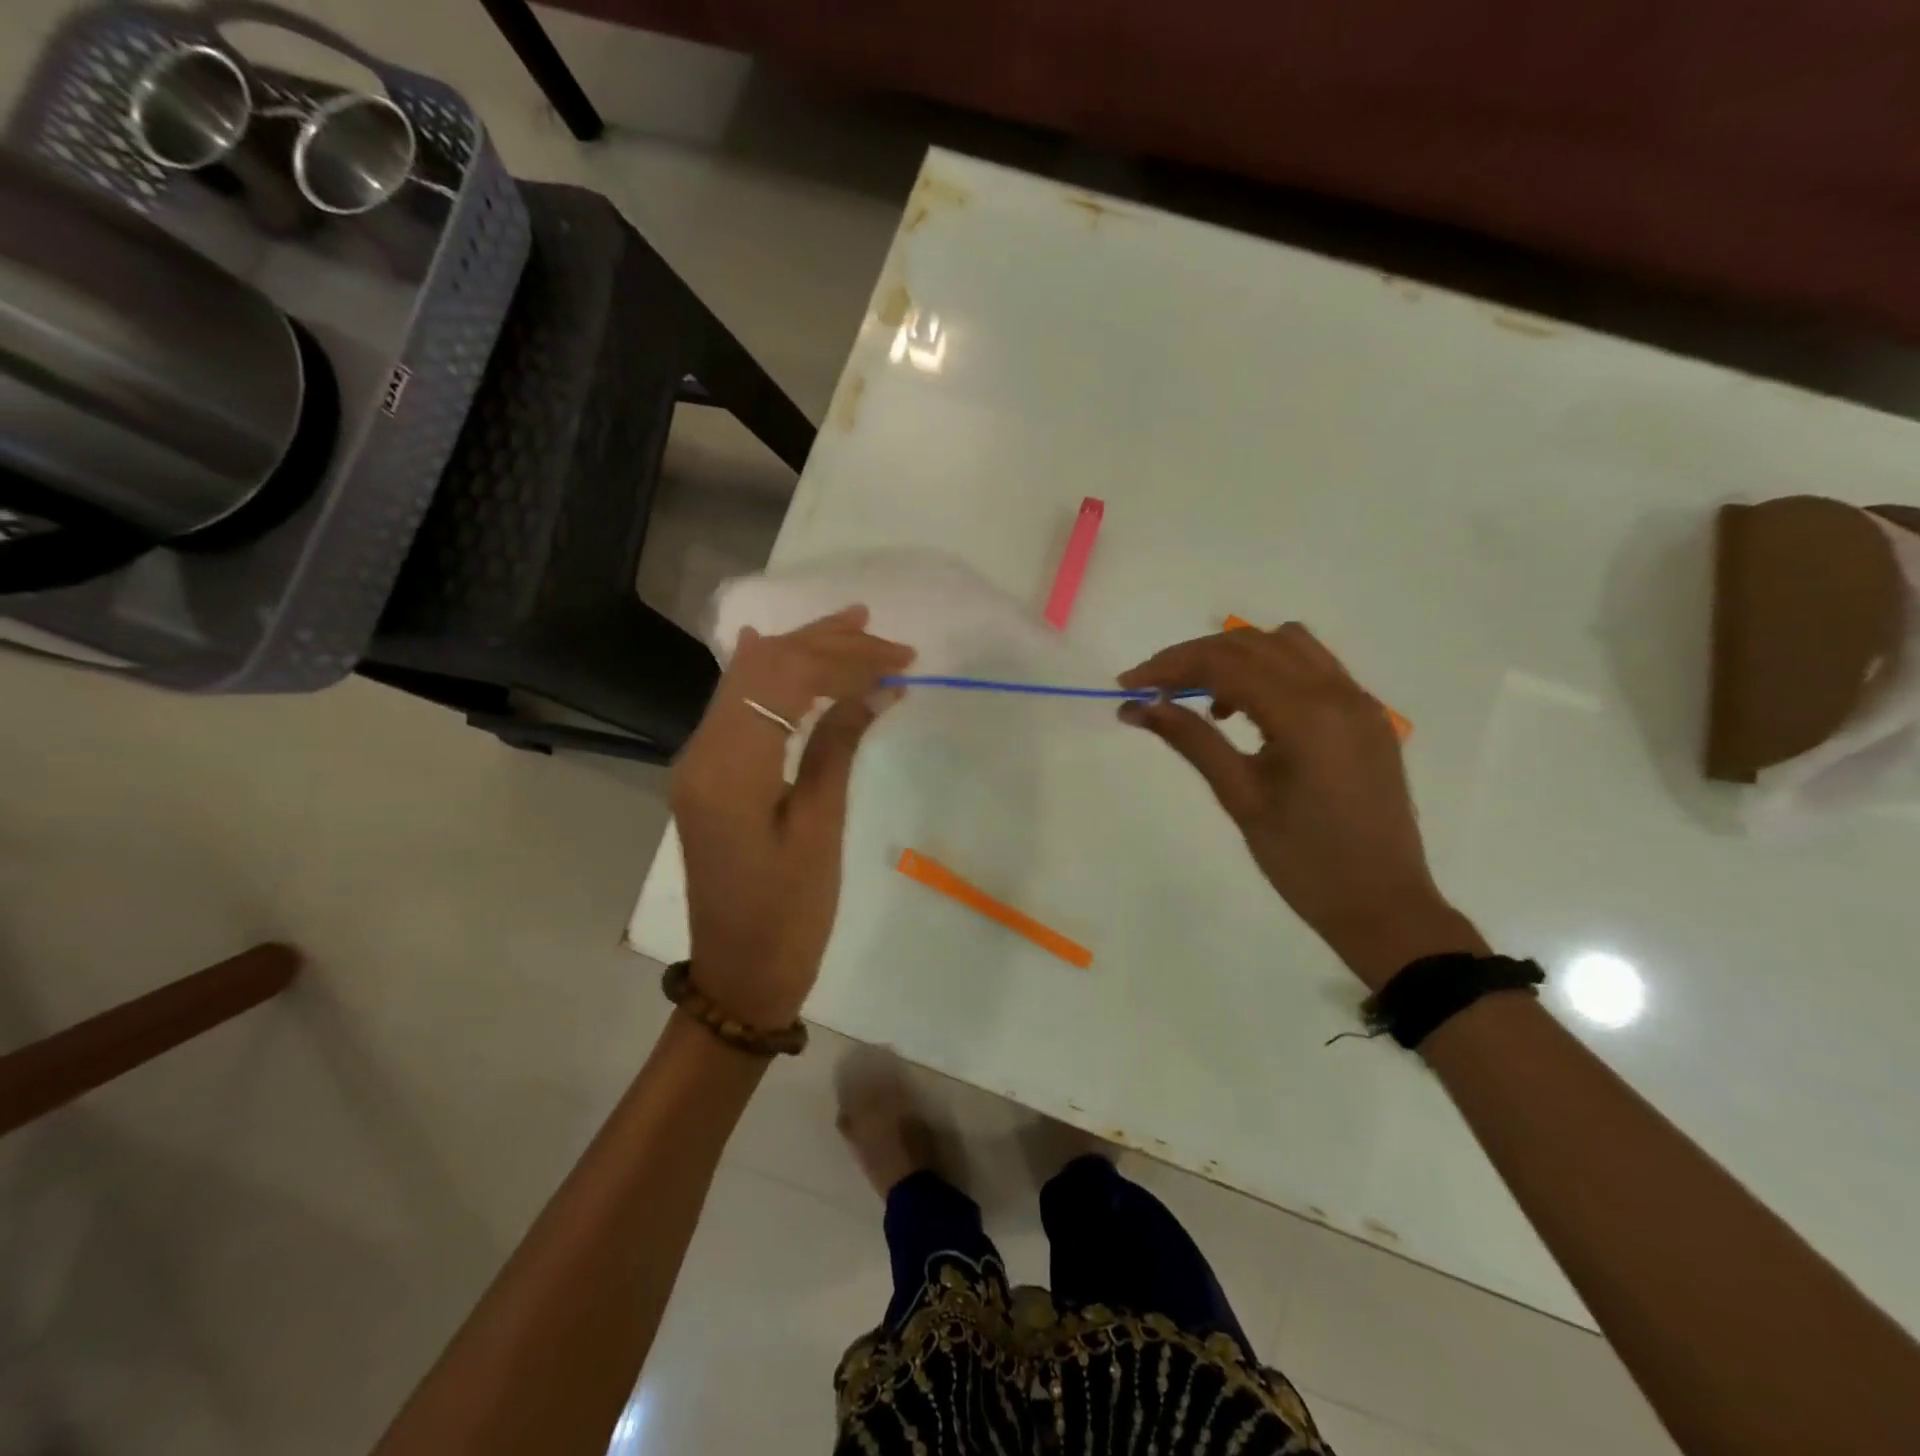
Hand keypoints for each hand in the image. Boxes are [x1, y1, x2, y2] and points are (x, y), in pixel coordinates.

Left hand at [671, 606, 913, 1027]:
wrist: (738, 975)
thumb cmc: (788, 916)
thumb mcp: (820, 830)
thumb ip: (837, 748)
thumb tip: (874, 689)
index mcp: (729, 768)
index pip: (785, 680)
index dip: (844, 660)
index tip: (900, 660)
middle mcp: (702, 751)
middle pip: (760, 670)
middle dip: (824, 644)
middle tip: (882, 634)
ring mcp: (699, 762)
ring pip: (747, 682)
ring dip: (800, 652)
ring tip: (851, 627)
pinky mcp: (709, 775)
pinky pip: (739, 708)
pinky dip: (775, 679)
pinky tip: (785, 652)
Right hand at [1118, 624, 1480, 988]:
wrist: (1383, 906)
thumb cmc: (1304, 863)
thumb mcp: (1240, 798)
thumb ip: (1191, 740)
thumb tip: (1138, 706)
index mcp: (1306, 716)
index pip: (1225, 663)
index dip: (1169, 666)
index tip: (1127, 686)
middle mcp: (1338, 693)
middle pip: (1252, 644)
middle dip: (1195, 657)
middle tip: (1152, 689)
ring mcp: (1358, 702)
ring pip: (1287, 645)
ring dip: (1235, 656)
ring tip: (1201, 698)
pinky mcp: (1366, 717)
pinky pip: (1313, 668)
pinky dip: (1270, 670)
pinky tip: (1246, 710)